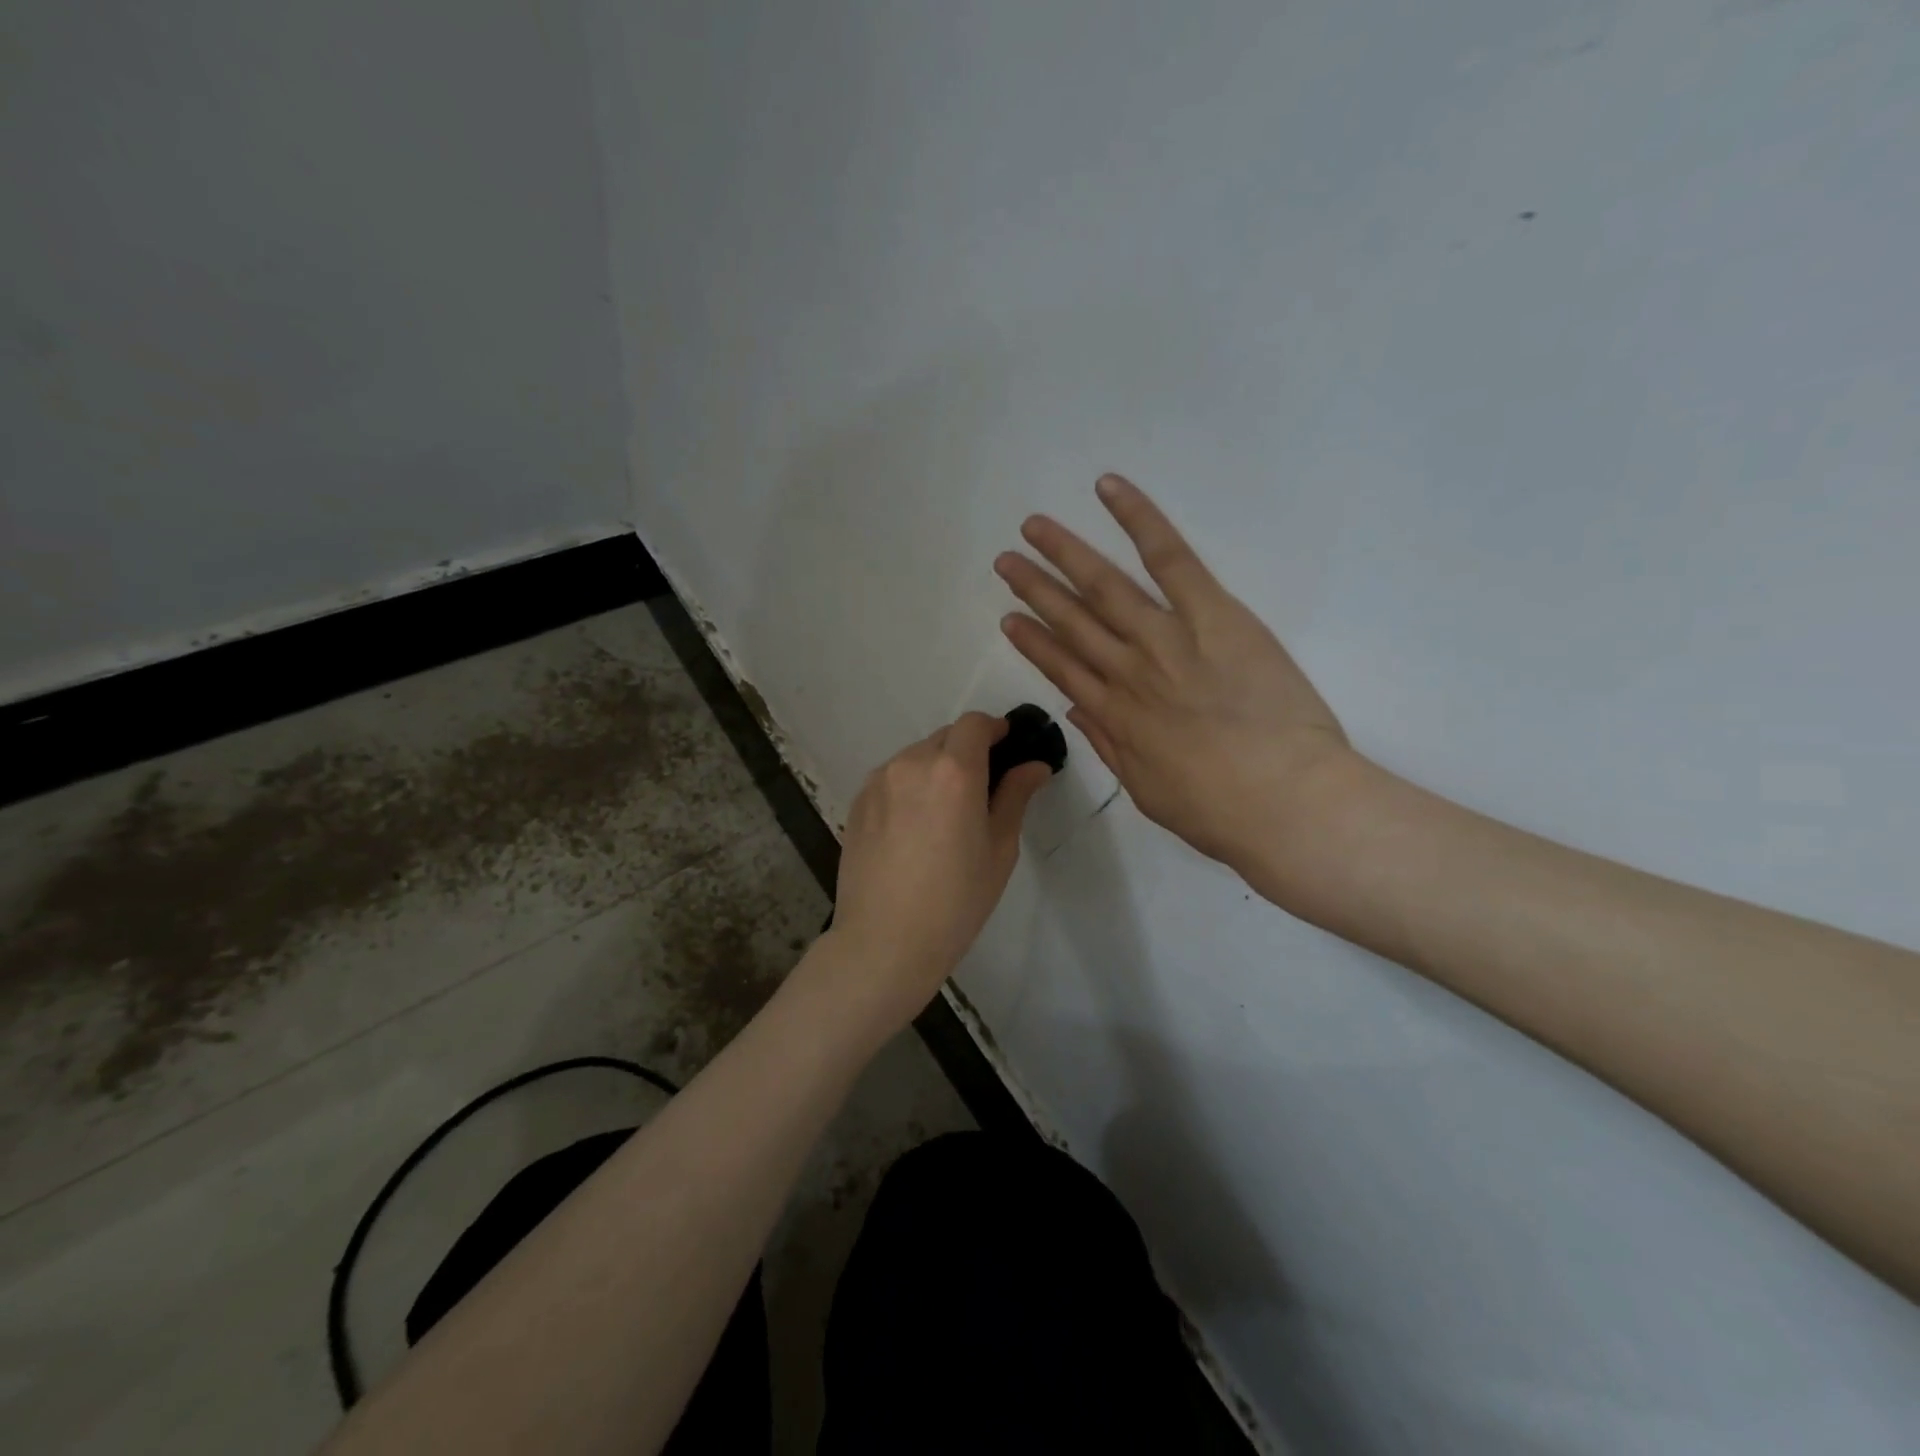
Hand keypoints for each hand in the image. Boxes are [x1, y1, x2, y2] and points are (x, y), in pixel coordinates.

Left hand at [824, 714, 1051, 1030]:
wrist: (885, 941)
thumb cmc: (956, 900)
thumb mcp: (999, 849)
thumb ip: (1015, 796)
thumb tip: (1034, 765)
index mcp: (953, 771)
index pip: (975, 724)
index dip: (995, 729)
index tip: (1007, 748)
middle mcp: (912, 763)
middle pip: (946, 737)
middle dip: (967, 750)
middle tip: (982, 789)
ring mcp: (879, 781)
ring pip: (916, 756)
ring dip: (937, 768)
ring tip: (945, 814)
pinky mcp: (858, 801)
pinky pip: (893, 778)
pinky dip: (910, 786)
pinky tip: (915, 827)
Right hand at [994, 473, 1357, 874]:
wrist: (1285, 801)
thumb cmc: (1220, 811)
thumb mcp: (1149, 792)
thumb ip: (1109, 745)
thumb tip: (1075, 709)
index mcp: (1115, 717)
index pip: (1062, 669)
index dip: (1033, 642)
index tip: (1009, 620)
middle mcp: (1127, 671)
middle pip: (1072, 622)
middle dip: (1035, 590)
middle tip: (1005, 562)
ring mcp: (1166, 638)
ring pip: (1104, 586)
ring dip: (1064, 553)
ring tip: (1033, 527)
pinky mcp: (1212, 613)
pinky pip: (1170, 558)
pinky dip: (1138, 520)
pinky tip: (1108, 489)